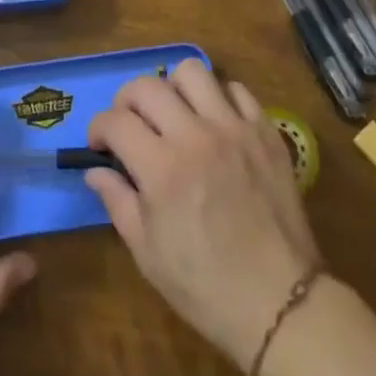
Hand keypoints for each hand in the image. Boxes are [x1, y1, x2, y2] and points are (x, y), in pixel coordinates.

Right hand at [85, 60, 320, 368]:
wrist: (281, 304)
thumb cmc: (206, 287)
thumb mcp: (147, 254)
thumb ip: (117, 201)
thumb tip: (95, 169)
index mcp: (162, 168)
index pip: (115, 121)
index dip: (99, 128)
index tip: (100, 145)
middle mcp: (195, 136)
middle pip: (147, 86)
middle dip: (127, 101)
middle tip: (130, 124)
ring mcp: (234, 128)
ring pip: (192, 72)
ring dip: (173, 88)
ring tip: (175, 113)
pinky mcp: (265, 131)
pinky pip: (237, 90)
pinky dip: (219, 98)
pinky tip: (215, 123)